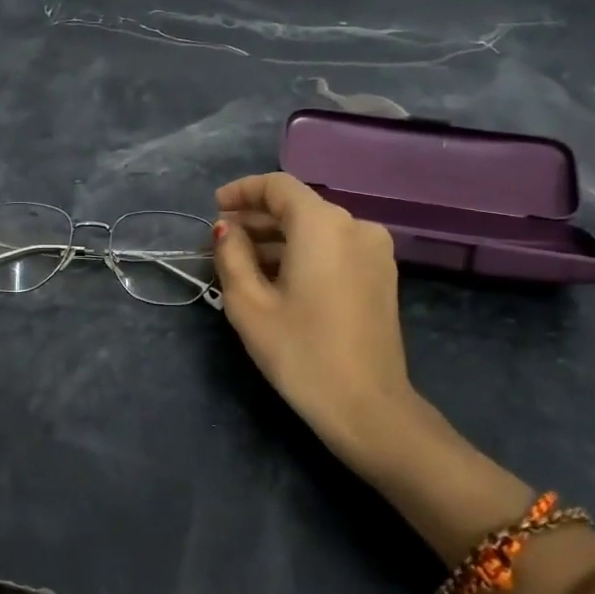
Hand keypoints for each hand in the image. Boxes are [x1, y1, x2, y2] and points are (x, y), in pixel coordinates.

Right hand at [212, 173, 447, 482]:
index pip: (278, 186)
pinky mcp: (381, 276)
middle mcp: (355, 226)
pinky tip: (276, 277)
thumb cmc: (300, 352)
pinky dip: (302, 253)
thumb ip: (231, 255)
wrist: (367, 407)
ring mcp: (375, 251)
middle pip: (298, 207)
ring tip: (241, 262)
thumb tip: (226, 229)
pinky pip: (334, 248)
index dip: (242, 191)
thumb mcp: (249, 304)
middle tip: (220, 241)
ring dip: (277, 239)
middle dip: (256, 219)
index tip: (214, 207)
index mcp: (323, 224)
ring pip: (316, 229)